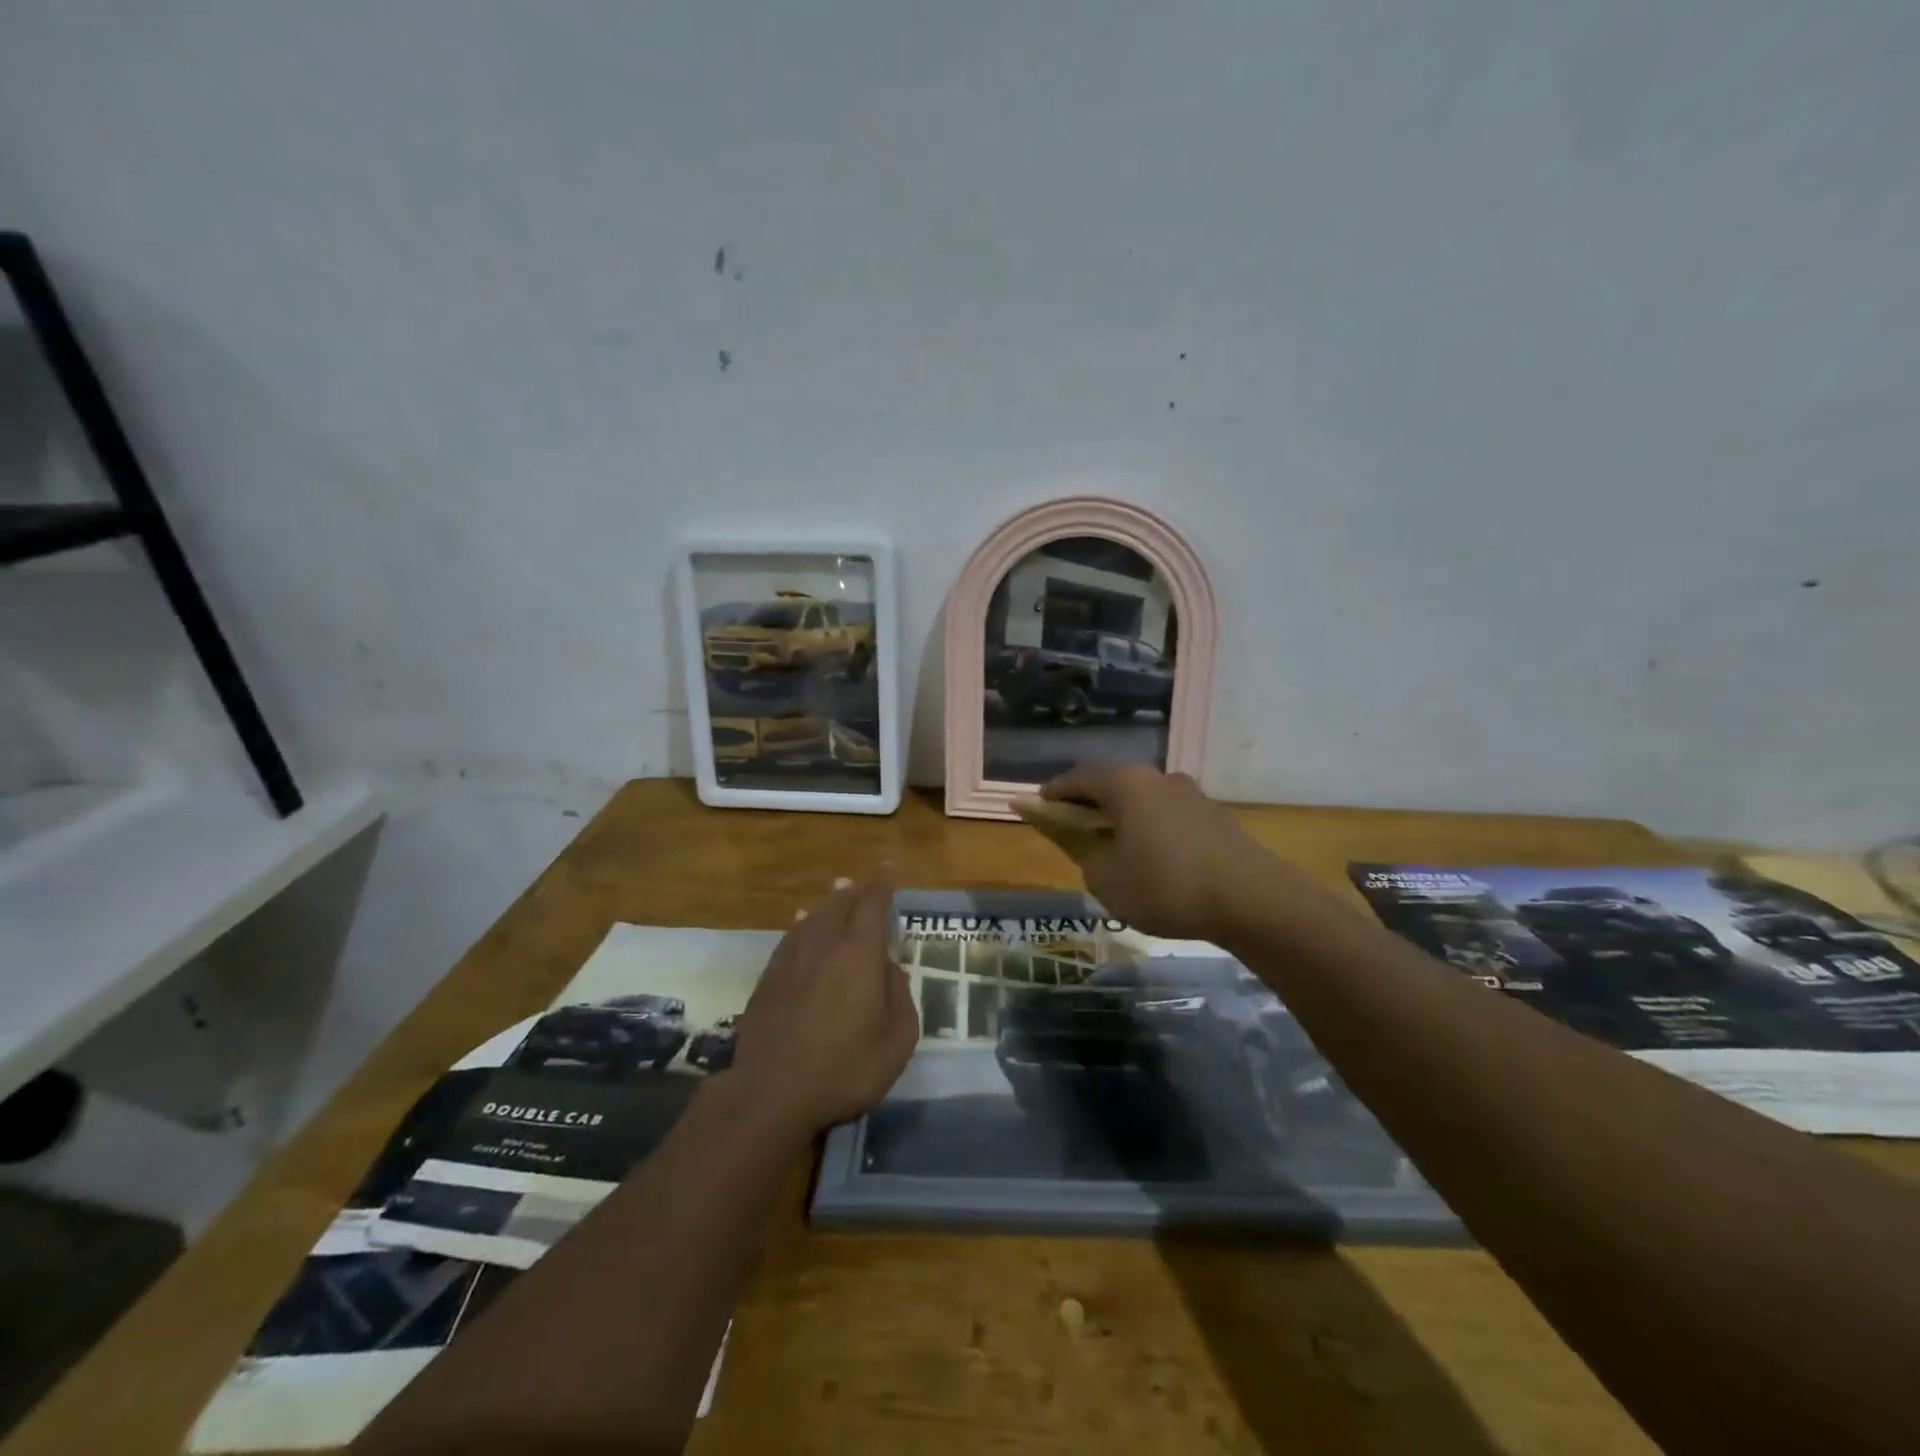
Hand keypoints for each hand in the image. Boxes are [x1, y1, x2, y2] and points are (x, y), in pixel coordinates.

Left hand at [730, 878, 917, 1135]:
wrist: (770, 1093)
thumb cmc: (844, 1069)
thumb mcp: (896, 1042)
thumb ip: (901, 998)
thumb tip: (891, 969)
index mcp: (859, 952)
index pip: (872, 905)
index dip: (882, 887)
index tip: (888, 872)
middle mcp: (824, 944)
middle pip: (840, 904)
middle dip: (855, 891)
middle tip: (865, 884)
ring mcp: (791, 958)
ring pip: (814, 917)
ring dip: (829, 904)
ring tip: (838, 895)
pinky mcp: (769, 977)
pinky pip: (792, 936)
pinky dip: (804, 924)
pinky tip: (804, 926)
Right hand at [1041, 765, 1295, 939]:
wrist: (1252, 900)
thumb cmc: (1164, 885)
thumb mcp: (1106, 876)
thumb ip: (1079, 847)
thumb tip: (1068, 831)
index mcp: (1125, 784)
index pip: (1078, 779)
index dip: (1054, 794)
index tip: (1038, 807)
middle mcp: (1157, 778)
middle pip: (1112, 784)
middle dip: (1088, 804)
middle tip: (1072, 828)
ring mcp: (1190, 794)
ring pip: (1142, 799)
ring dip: (1121, 816)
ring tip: (1112, 846)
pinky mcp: (1214, 816)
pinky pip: (1167, 815)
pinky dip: (1148, 827)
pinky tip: (1151, 857)